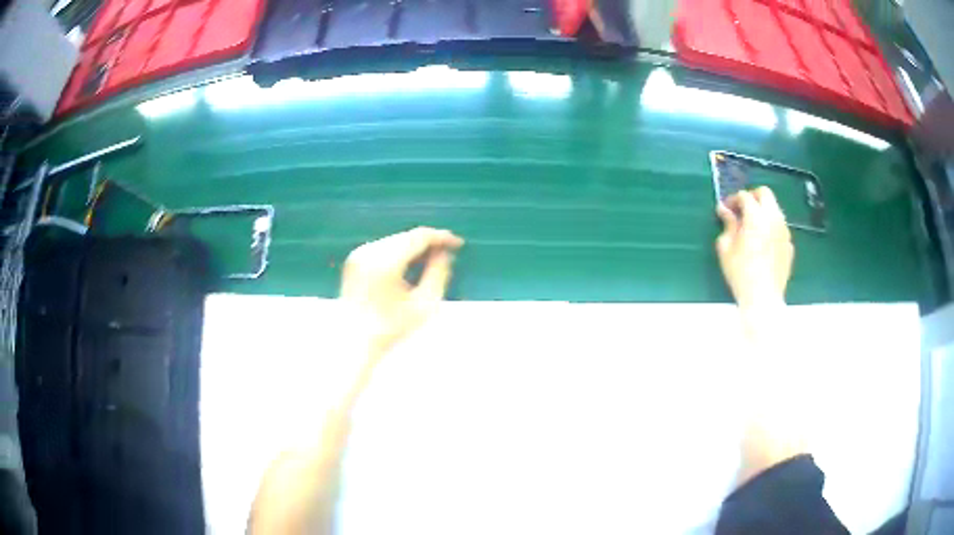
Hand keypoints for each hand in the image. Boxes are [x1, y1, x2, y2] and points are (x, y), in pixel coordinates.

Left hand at [341, 227, 463, 351]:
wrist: (353, 339)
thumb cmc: (391, 328)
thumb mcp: (424, 305)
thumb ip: (438, 275)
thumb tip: (445, 253)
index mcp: (385, 263)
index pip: (419, 237)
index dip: (441, 237)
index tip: (457, 244)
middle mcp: (370, 252)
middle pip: (407, 237)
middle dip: (428, 242)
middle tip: (448, 253)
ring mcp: (360, 254)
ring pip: (396, 240)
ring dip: (414, 246)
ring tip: (431, 260)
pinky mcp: (354, 258)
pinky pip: (384, 247)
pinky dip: (399, 251)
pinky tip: (410, 264)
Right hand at [716, 187, 793, 309]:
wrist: (763, 298)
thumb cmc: (740, 273)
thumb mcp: (726, 248)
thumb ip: (727, 224)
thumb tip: (724, 210)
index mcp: (756, 216)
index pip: (745, 196)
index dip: (733, 199)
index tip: (726, 209)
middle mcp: (773, 218)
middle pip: (765, 194)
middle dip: (752, 197)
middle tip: (742, 210)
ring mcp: (784, 231)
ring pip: (775, 209)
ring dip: (763, 211)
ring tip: (752, 227)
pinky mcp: (789, 244)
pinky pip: (780, 227)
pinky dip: (771, 227)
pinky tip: (763, 243)